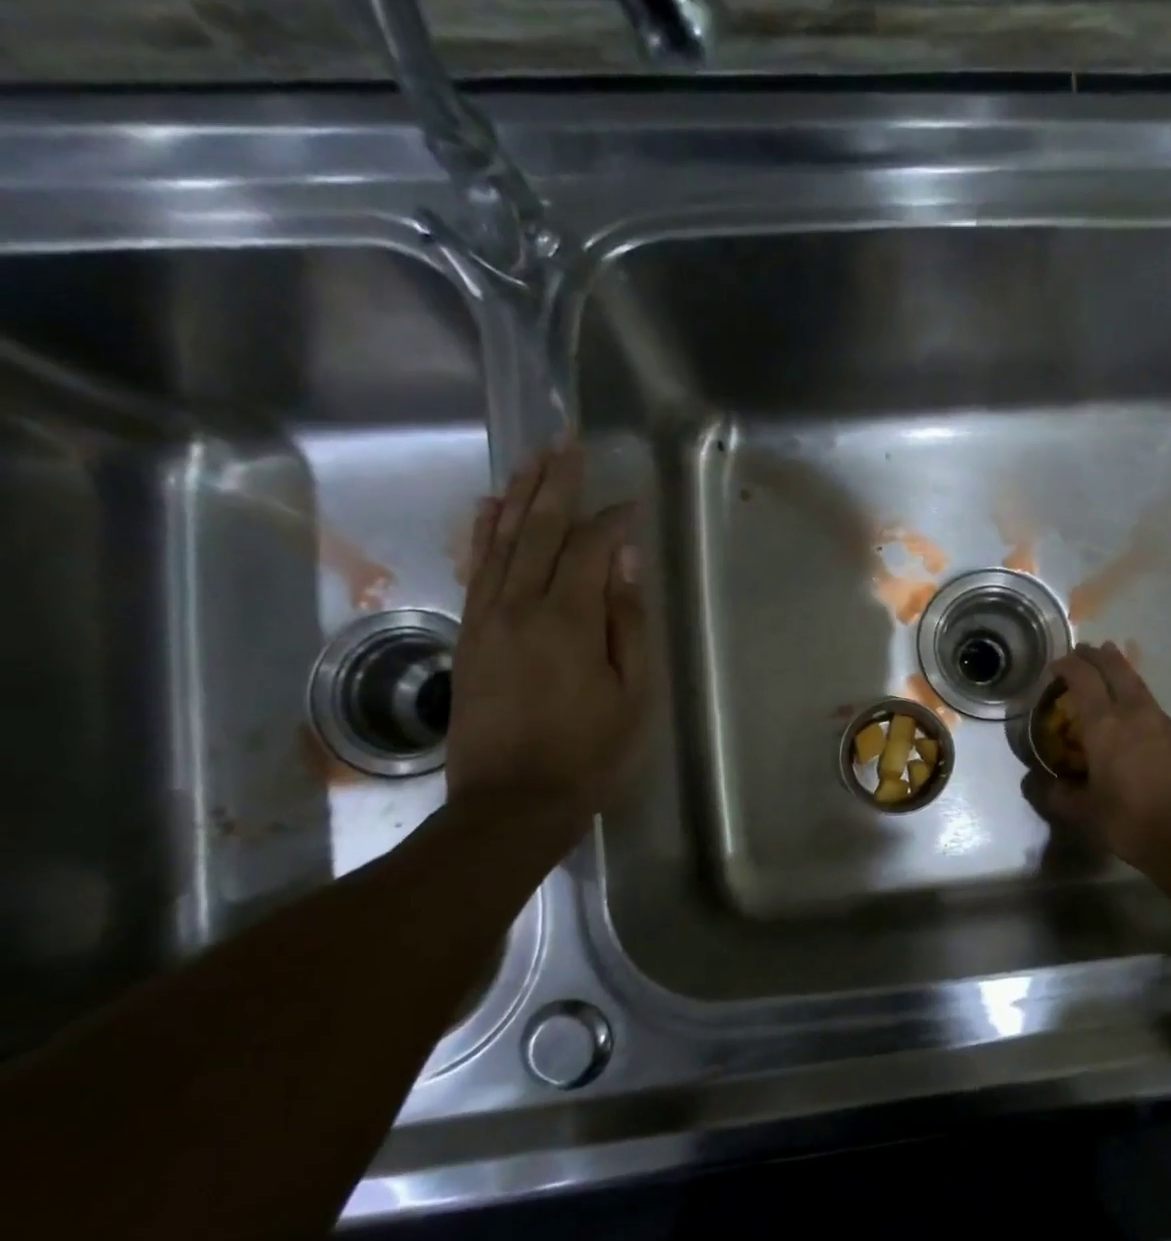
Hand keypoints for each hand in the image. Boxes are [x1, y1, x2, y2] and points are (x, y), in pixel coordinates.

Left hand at [446, 439, 646, 839]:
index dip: (611, 520)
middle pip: (537, 529)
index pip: (587, 548)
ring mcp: (486, 618)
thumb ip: (627, 622)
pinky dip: (484, 532)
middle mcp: (518, 606)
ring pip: (501, 541)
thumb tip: (623, 560)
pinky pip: (476, 569)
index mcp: (567, 621)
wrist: (513, 802)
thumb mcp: (631, 693)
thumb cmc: (590, 752)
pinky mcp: (469, 635)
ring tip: (533, 457)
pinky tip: (492, 507)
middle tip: (567, 439)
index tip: (632, 501)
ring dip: (519, 495)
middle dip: (556, 482)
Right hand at [1022, 642, 1170, 870]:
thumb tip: (1036, 784)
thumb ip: (1057, 796)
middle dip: (1097, 656)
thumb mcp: (1084, 813)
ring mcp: (1161, 722)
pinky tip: (1133, 710)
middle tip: (1084, 649)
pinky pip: (1151, 703)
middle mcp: (1133, 713)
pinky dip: (1135, 694)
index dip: (1068, 666)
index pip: (1083, 680)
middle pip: (1116, 669)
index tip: (1056, 664)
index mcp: (1105, 725)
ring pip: (1137, 683)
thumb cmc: (1131, 821)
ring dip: (1120, 670)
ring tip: (1110, 665)